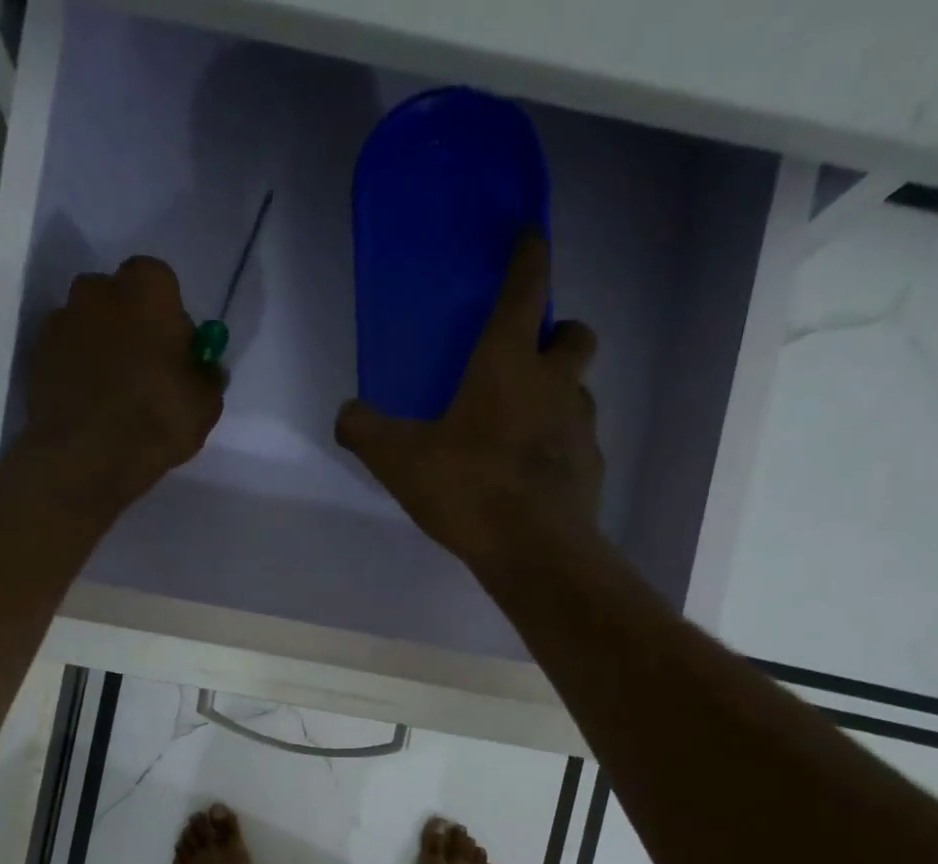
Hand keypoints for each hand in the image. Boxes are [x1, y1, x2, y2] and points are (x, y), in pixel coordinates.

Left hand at [25, 256, 223, 505]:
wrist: (85, 455)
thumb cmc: (156, 418)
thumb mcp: (205, 405)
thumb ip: (207, 377)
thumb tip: (204, 370)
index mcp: (146, 287)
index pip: (163, 285)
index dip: (171, 320)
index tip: (176, 355)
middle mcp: (98, 289)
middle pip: (121, 301)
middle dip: (133, 328)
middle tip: (147, 374)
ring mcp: (61, 320)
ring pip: (91, 328)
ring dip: (103, 351)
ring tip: (116, 398)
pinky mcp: (37, 355)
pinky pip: (67, 357)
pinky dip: (79, 374)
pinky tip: (92, 410)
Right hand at [335, 235, 601, 566]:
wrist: (533, 550)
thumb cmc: (469, 488)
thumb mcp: (401, 461)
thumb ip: (367, 432)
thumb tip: (345, 413)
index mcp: (508, 363)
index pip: (527, 288)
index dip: (529, 257)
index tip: (530, 239)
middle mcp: (554, 382)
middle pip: (574, 334)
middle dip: (556, 334)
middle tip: (524, 360)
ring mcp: (581, 425)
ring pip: (579, 390)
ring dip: (557, 394)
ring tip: (520, 428)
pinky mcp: (591, 467)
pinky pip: (578, 442)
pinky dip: (559, 447)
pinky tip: (531, 476)